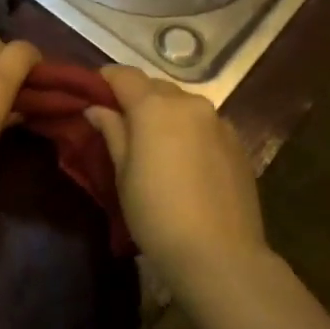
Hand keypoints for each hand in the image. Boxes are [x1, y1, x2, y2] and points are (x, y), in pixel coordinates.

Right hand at [84, 65, 265, 272]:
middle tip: (119, 122)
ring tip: (153, 142)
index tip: (92, 92)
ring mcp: (218, 121)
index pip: (124, 75)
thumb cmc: (156, 213)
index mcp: (155, 106)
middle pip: (155, 87)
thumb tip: (96, 108)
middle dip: (136, 97)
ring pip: (182, 104)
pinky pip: (204, 123)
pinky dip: (188, 129)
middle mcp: (189, 103)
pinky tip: (182, 159)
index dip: (105, 79)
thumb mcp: (123, 173)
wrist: (219, 253)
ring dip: (164, 113)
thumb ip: (112, 132)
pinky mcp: (237, 142)